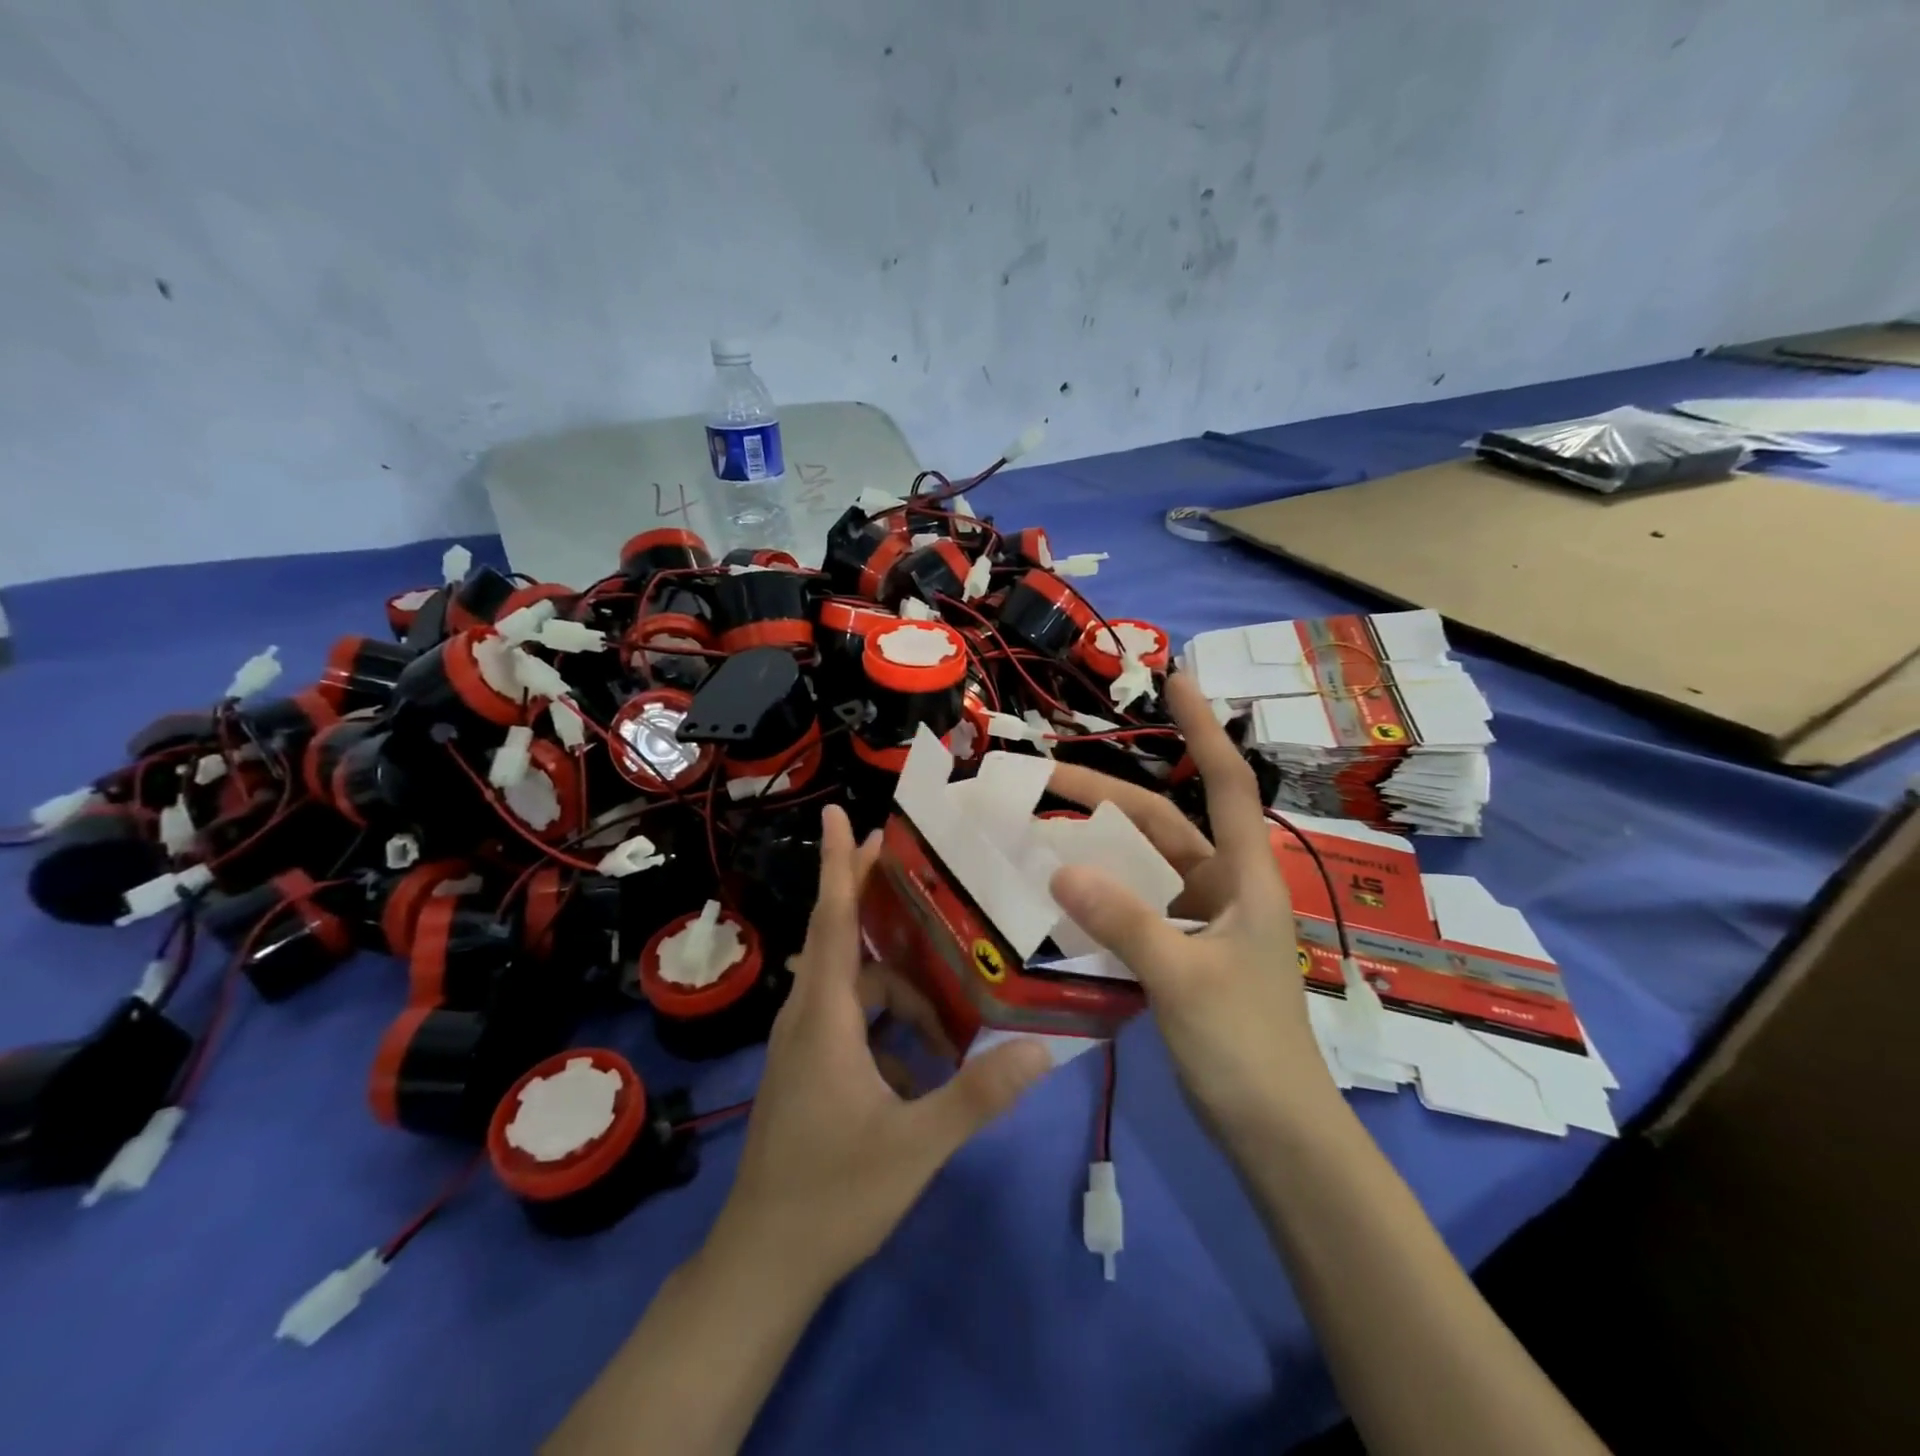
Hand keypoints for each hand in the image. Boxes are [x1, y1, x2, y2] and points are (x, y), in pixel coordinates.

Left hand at [706, 805, 1051, 1295]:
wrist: (762, 1265)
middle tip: (930, 882)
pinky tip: (926, 1067)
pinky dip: (889, 1029)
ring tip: (952, 1020)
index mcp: (824, 1017)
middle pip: (846, 942)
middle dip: (881, 907)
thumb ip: (979, 1095)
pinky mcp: (809, 1070)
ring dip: (902, 993)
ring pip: (857, 991)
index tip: (839, 814)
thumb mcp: (915, 1145)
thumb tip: (1042, 1049)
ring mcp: (804, 1046)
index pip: (831, 920)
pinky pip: (853, 1025)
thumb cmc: (832, 1195)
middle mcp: (807, 1017)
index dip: (837, 865)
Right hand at [1048, 673, 1337, 1143]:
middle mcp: (1224, 887)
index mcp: (1244, 876)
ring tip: (1035, 835)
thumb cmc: (1246, 1048)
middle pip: (1159, 824)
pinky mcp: (1183, 956)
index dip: (1202, 727)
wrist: (1277, 1135)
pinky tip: (1058, 900)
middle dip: (1101, 798)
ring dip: (1094, 850)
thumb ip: (1123, 920)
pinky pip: (1133, 910)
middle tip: (1038, 781)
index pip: (1224, 782)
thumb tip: (1060, 867)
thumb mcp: (1182, 978)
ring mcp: (1202, 923)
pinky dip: (1099, 898)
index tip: (1177, 678)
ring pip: (1140, 868)